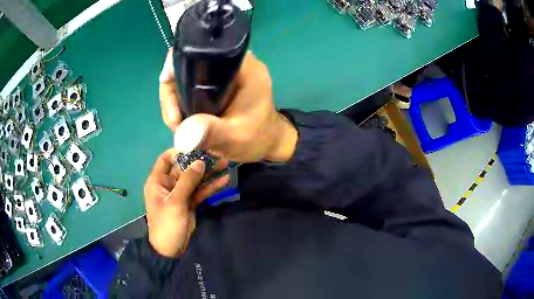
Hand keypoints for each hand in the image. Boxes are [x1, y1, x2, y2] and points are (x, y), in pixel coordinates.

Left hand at [144, 149, 228, 257]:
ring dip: (209, 173)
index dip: (179, 152)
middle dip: (200, 162)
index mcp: (158, 181)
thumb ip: (187, 181)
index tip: (196, 148)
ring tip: (226, 164)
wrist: (172, 249)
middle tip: (217, 155)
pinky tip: (224, 181)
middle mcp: (168, 184)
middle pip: (184, 168)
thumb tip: (200, 162)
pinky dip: (211, 187)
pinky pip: (200, 191)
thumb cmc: (167, 224)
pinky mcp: (190, 202)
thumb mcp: (175, 202)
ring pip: (195, 179)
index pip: (166, 159)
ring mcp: (180, 193)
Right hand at [159, 50, 297, 162]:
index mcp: (243, 67)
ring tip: (179, 124)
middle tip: (175, 121)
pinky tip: (184, 120)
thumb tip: (182, 132)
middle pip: (188, 65)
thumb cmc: (258, 138)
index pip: (200, 52)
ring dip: (175, 100)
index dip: (176, 70)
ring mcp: (224, 72)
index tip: (171, 101)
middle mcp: (233, 63)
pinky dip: (182, 102)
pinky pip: (191, 86)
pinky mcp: (218, 83)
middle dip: (173, 93)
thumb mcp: (235, 138)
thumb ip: (212, 133)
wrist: (269, 143)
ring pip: (186, 77)